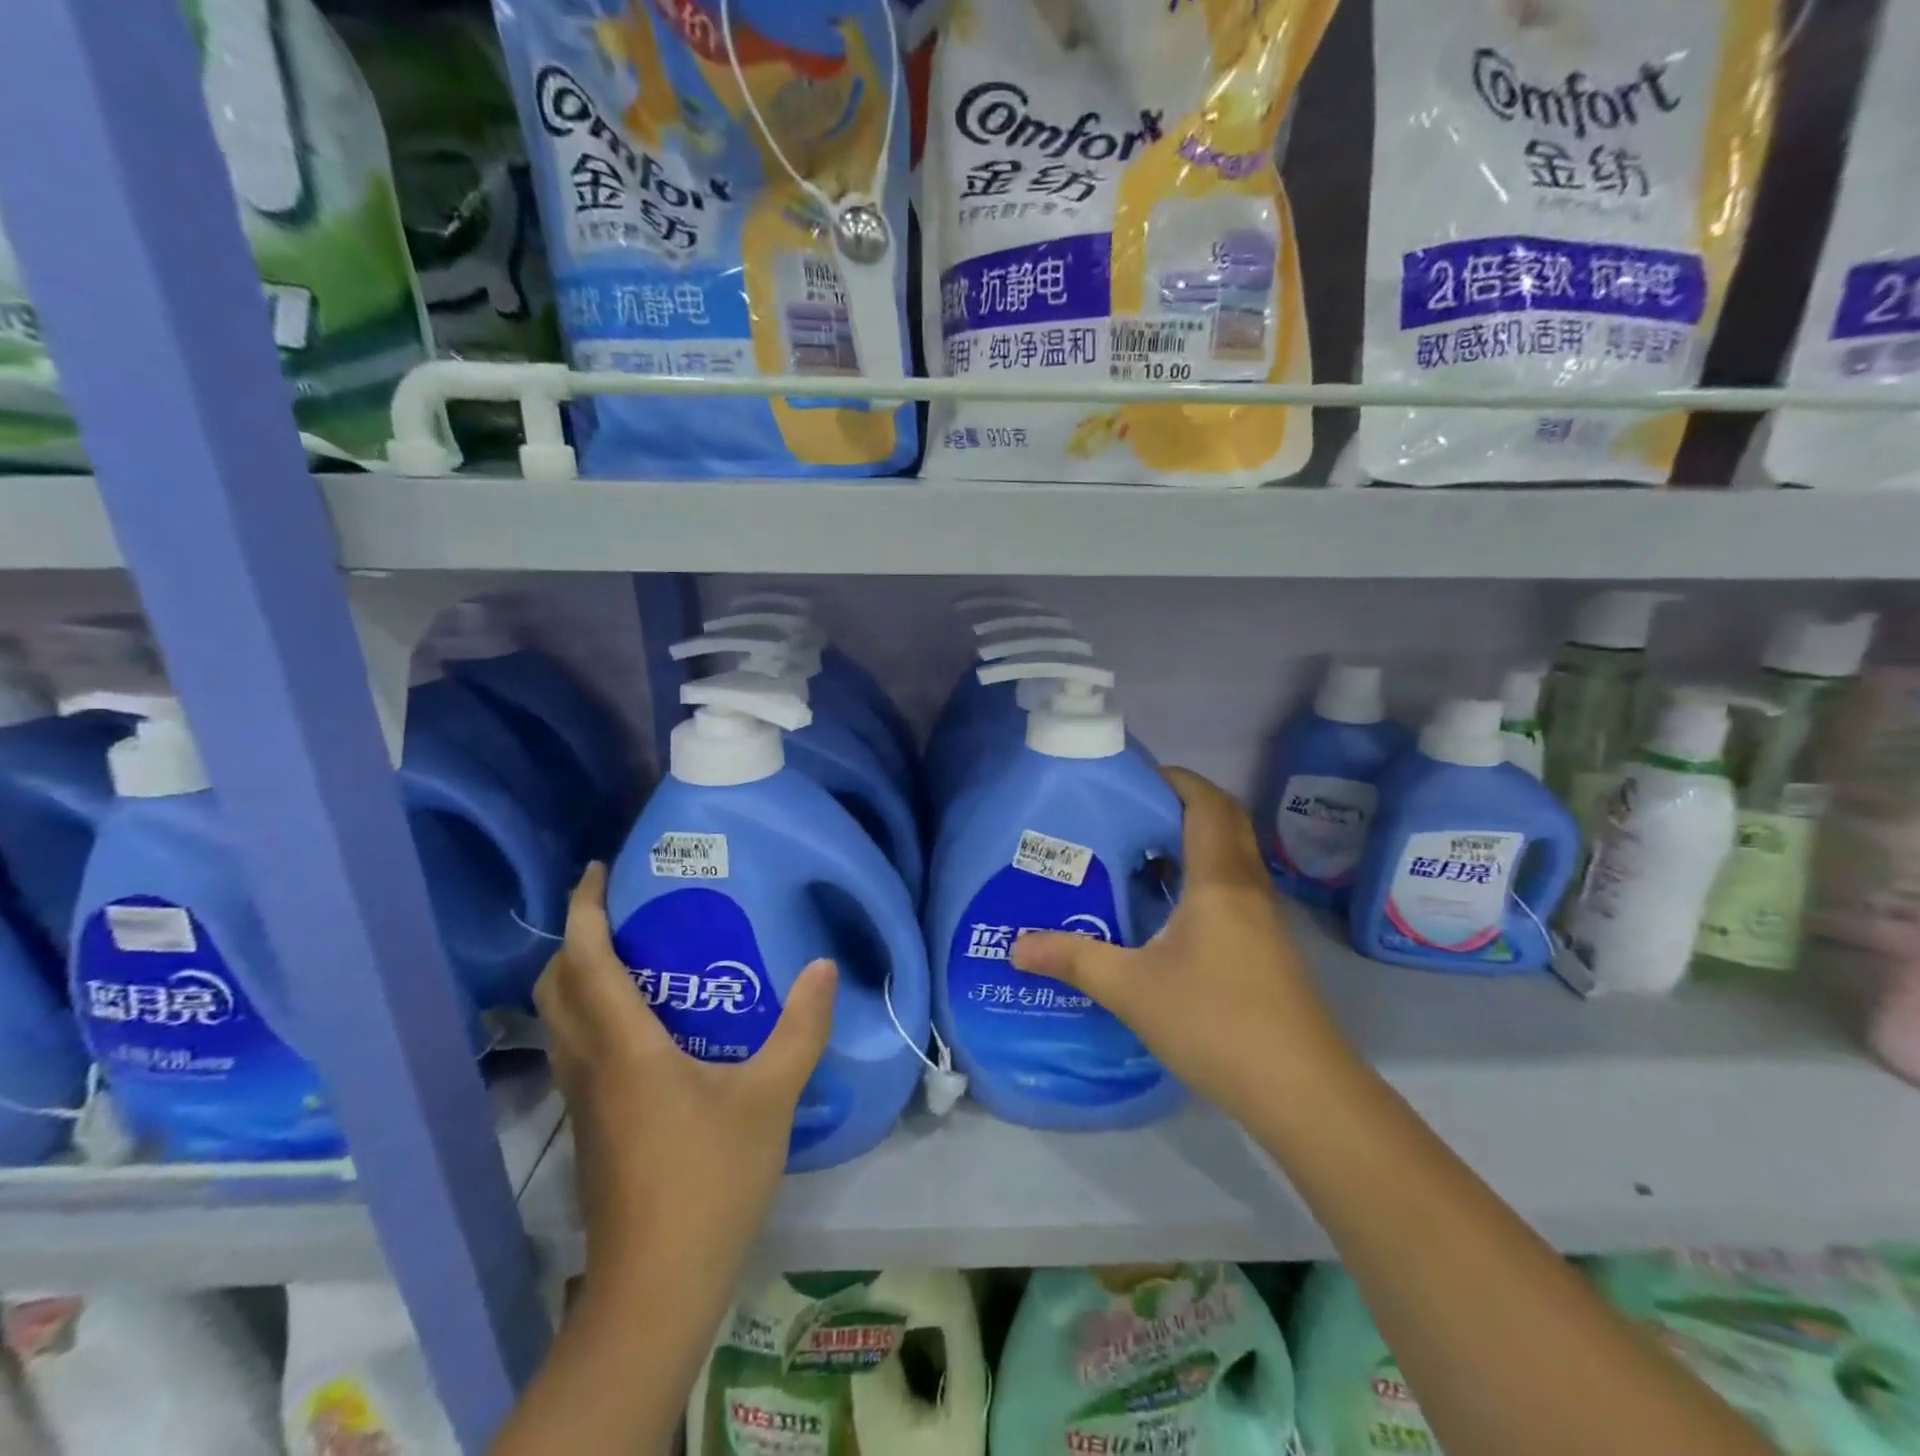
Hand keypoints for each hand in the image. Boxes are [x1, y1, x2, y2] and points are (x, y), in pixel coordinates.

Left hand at [535, 864, 837, 1288]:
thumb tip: (823, 966)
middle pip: (554, 986)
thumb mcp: (770, 1097)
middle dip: (574, 938)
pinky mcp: (592, 1127)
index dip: (584, 909)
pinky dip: (591, 1014)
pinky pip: (576, 1049)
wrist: (657, 1285)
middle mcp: (590, 1065)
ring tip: (633, 955)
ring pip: (559, 1021)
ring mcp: (583, 1100)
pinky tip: (643, 1024)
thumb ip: (801, 1028)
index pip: (585, 960)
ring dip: (578, 977)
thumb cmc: (710, 1179)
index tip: (597, 870)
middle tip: (621, 911)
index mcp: (624, 1046)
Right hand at [1010, 767, 1351, 1119]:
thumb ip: (1073, 959)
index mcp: (1220, 880)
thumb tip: (1016, 946)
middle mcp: (1248, 888)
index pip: (1207, 804)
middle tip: (1129, 814)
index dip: (1176, 780)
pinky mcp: (1268, 949)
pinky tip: (1166, 914)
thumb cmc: (1216, 1022)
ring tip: (1138, 857)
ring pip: (1231, 858)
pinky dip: (1201, 880)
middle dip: (1181, 805)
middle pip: (1225, 822)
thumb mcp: (1132, 989)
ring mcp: (1264, 920)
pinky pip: (1233, 890)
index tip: (1134, 779)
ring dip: (1191, 845)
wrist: (1303, 1092)